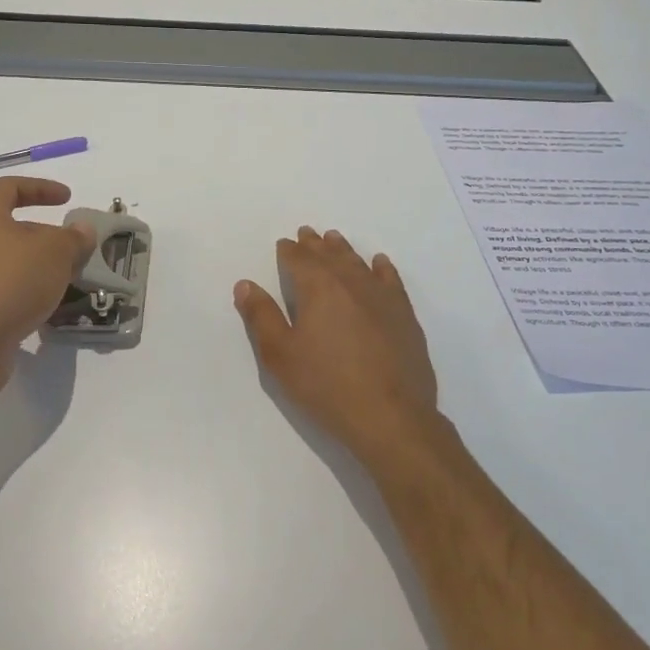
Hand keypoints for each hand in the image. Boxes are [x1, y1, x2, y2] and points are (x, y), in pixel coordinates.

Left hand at [0, 178, 95, 363]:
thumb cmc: (12, 282)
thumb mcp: (56, 252)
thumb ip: (73, 238)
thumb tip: (82, 230)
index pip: (9, 187)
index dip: (40, 188)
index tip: (67, 199)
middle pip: (8, 225)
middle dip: (43, 232)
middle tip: (71, 245)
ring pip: (7, 259)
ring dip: (37, 263)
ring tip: (66, 276)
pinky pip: (3, 287)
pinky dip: (26, 288)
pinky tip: (48, 302)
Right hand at [234, 227, 446, 472]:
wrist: (391, 416)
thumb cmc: (326, 386)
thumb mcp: (280, 355)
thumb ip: (261, 316)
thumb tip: (245, 284)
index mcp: (318, 287)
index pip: (299, 259)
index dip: (289, 250)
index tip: (285, 244)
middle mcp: (350, 281)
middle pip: (329, 255)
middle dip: (315, 244)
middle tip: (307, 233)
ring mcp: (382, 296)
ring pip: (358, 262)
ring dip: (344, 249)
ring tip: (335, 239)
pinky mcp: (404, 314)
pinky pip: (391, 279)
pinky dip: (381, 267)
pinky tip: (378, 263)